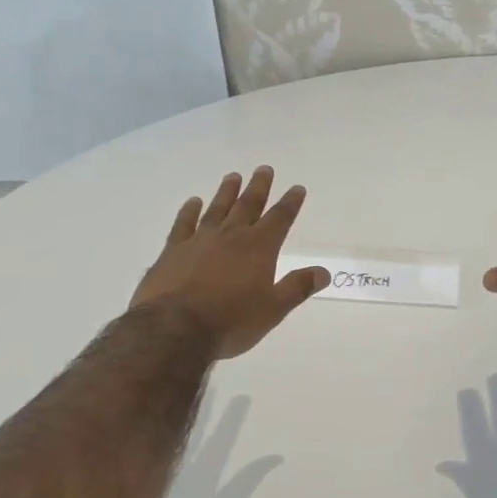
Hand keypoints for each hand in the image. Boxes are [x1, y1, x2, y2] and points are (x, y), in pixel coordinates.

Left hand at [131, 167, 328, 359]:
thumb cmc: (231, 322)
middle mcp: (231, 236)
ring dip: (227, 192)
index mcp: (259, 248)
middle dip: (259, 187)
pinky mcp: (173, 250)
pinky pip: (183, 224)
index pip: (279, 219)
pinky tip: (193, 202)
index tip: (297, 188)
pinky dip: (189, 211)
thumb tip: (324, 272)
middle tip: (264, 169)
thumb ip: (297, 287)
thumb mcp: (273, 310)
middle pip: (248, 205)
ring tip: (233, 176)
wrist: (174, 328)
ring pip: (217, 209)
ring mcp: (199, 240)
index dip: (290, 203)